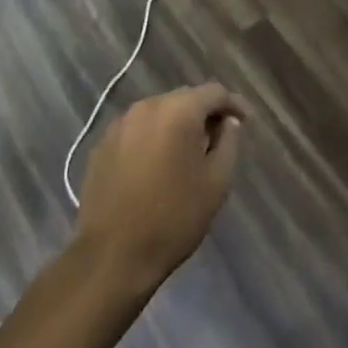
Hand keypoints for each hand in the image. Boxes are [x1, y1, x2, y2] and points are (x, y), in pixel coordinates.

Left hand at [74, 84, 247, 293]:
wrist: (112, 255)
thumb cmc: (173, 218)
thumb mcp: (216, 182)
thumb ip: (228, 142)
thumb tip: (228, 122)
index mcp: (177, 111)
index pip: (214, 92)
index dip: (233, 104)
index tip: (246, 122)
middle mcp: (146, 107)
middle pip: (184, 99)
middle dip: (204, 114)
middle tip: (219, 139)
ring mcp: (119, 125)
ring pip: (158, 113)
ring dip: (177, 125)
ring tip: (189, 153)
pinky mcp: (101, 145)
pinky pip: (137, 131)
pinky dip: (153, 138)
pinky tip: (158, 165)